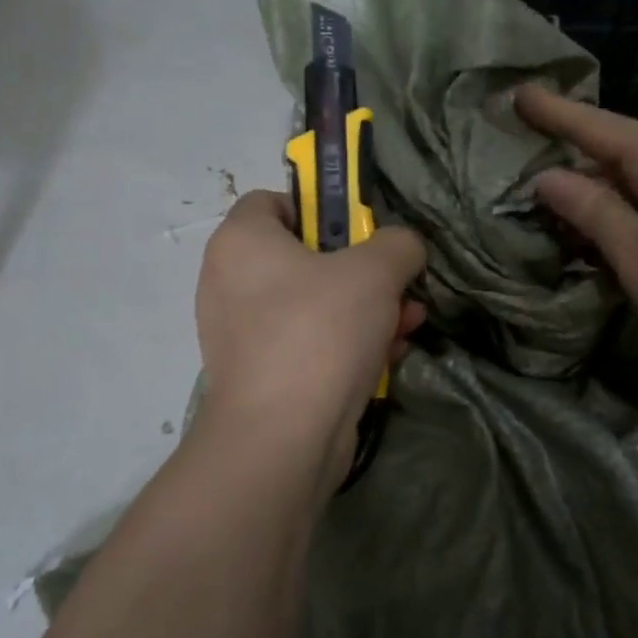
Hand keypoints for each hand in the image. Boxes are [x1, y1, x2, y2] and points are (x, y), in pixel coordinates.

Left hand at [195, 190, 425, 492]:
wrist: (283, 436)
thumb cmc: (321, 331)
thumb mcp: (376, 271)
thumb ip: (397, 245)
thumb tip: (402, 248)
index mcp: (241, 242)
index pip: (273, 202)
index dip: (320, 209)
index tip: (359, 234)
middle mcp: (229, 282)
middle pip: (302, 257)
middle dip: (360, 271)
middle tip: (397, 284)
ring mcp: (240, 334)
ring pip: (311, 305)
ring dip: (364, 310)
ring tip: (407, 323)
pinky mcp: (259, 376)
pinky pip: (306, 344)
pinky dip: (345, 345)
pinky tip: (388, 357)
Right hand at [514, 85, 637, 383]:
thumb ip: (592, 212)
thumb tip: (548, 177)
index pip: (600, 127)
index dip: (557, 113)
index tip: (519, 93)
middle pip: (622, 148)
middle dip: (574, 150)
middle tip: (526, 153)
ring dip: (599, 185)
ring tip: (556, 196)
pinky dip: (626, 205)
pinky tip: (608, 226)